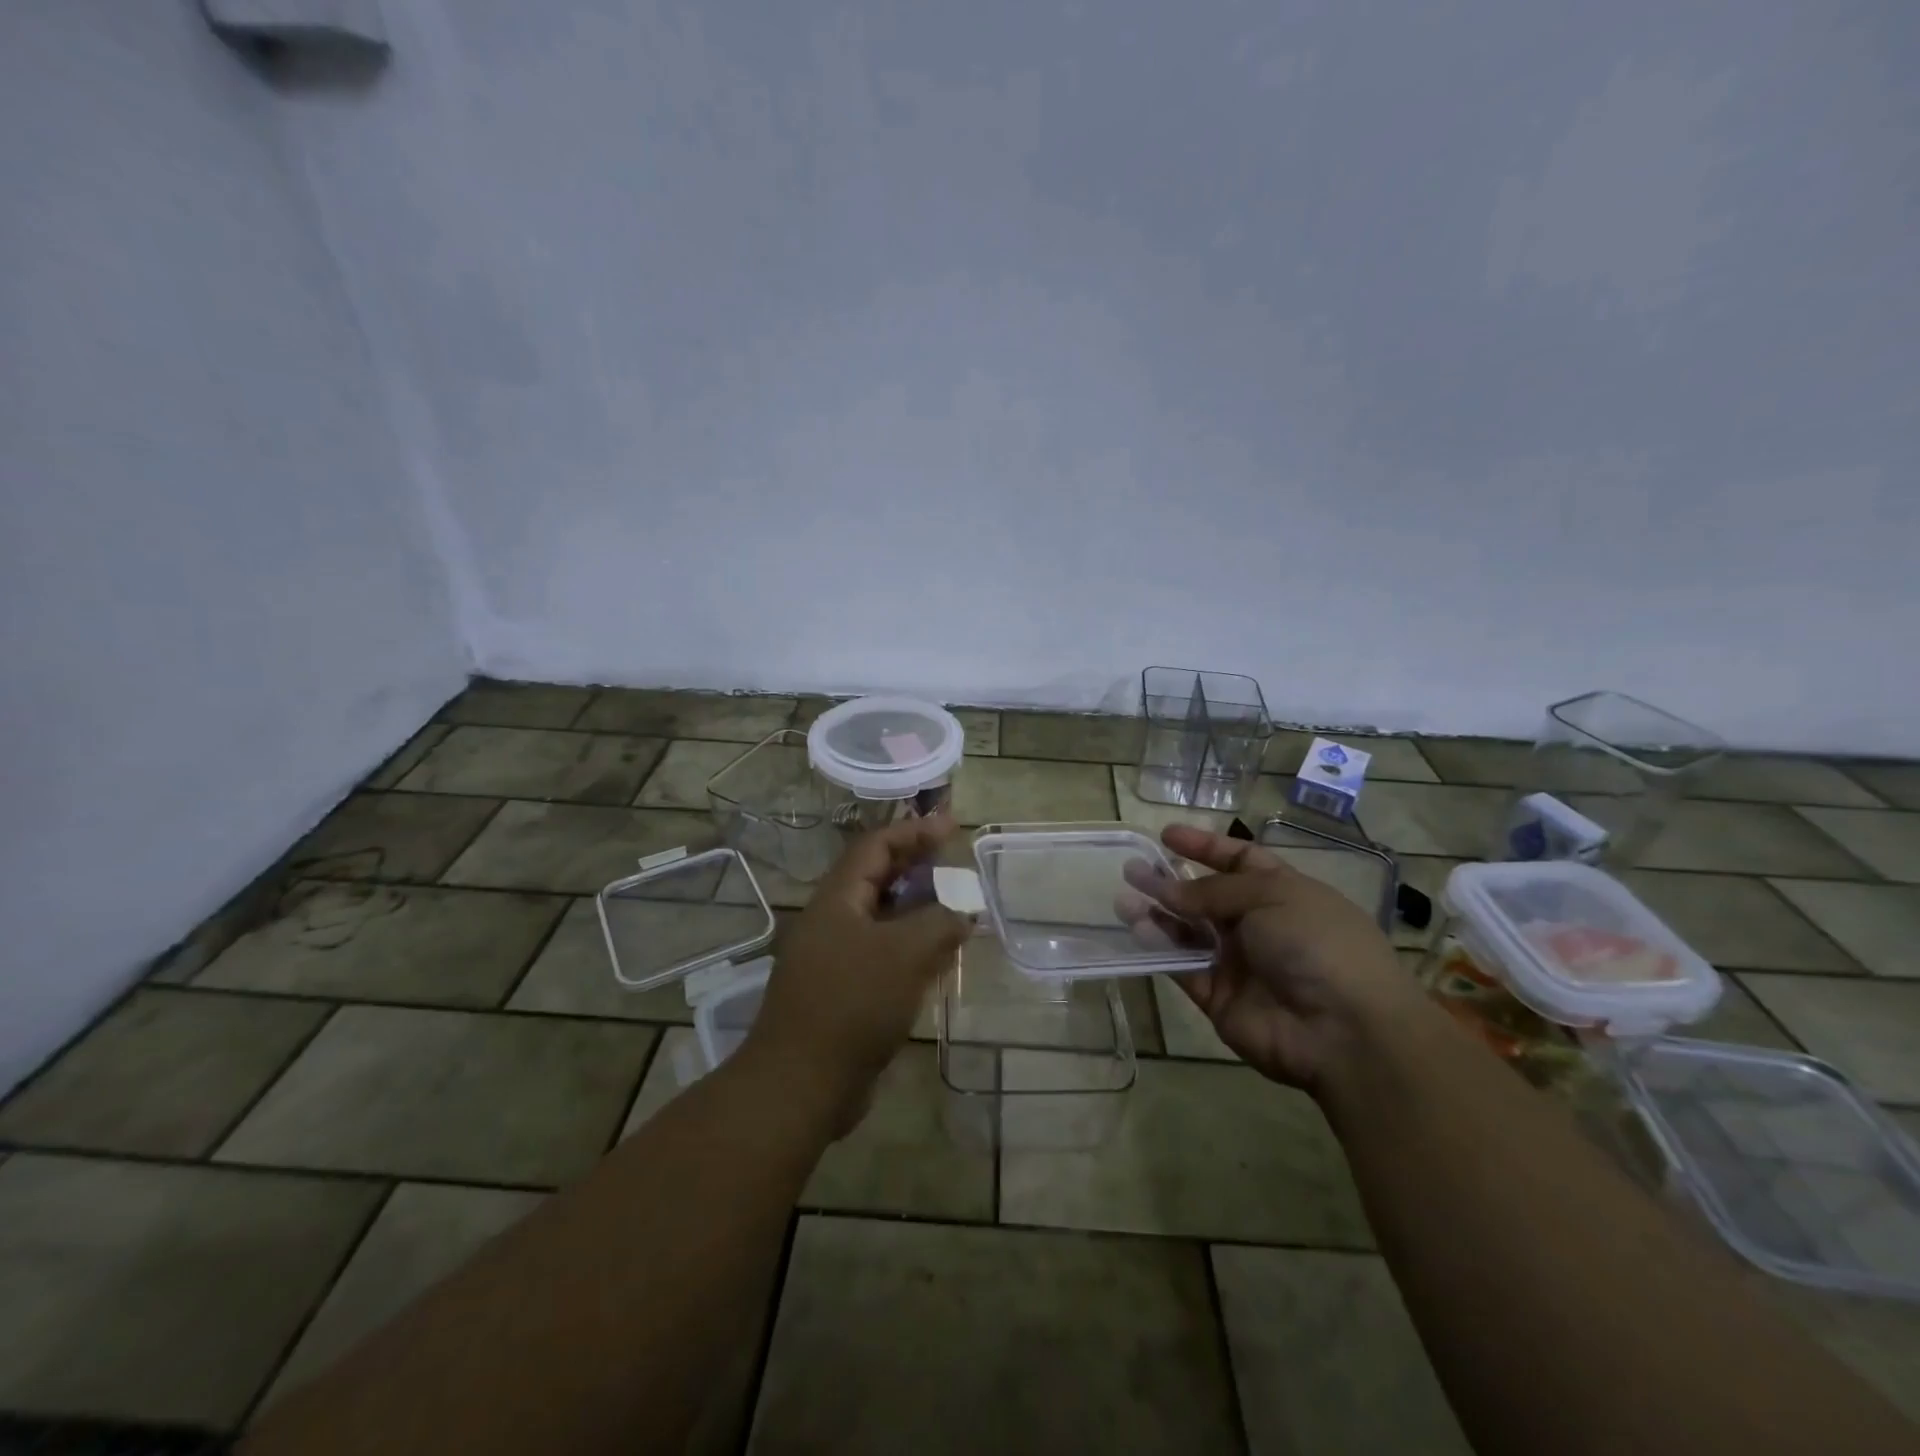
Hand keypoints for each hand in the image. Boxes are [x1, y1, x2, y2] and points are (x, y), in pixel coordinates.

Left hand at [743, 814, 972, 1119]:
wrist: (801, 1083)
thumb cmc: (852, 1004)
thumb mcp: (905, 954)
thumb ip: (939, 922)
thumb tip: (962, 911)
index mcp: (837, 899)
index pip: (875, 846)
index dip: (913, 831)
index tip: (951, 825)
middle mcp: (833, 921)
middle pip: (878, 878)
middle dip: (917, 865)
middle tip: (955, 860)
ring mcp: (836, 957)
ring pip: (883, 918)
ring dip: (918, 908)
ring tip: (956, 906)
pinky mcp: (844, 991)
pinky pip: (883, 954)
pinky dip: (912, 947)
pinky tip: (939, 957)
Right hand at [1146, 824, 1427, 1092]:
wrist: (1343, 1031)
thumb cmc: (1315, 944)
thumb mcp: (1270, 896)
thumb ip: (1211, 891)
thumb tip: (1166, 890)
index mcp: (1284, 893)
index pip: (1239, 861)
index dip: (1205, 846)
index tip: (1167, 835)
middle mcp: (1259, 926)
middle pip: (1207, 897)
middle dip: (1170, 881)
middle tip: (1132, 868)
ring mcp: (1238, 963)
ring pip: (1188, 932)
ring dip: (1156, 914)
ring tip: (1122, 898)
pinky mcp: (1218, 997)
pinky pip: (1182, 967)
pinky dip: (1158, 949)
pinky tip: (1136, 929)